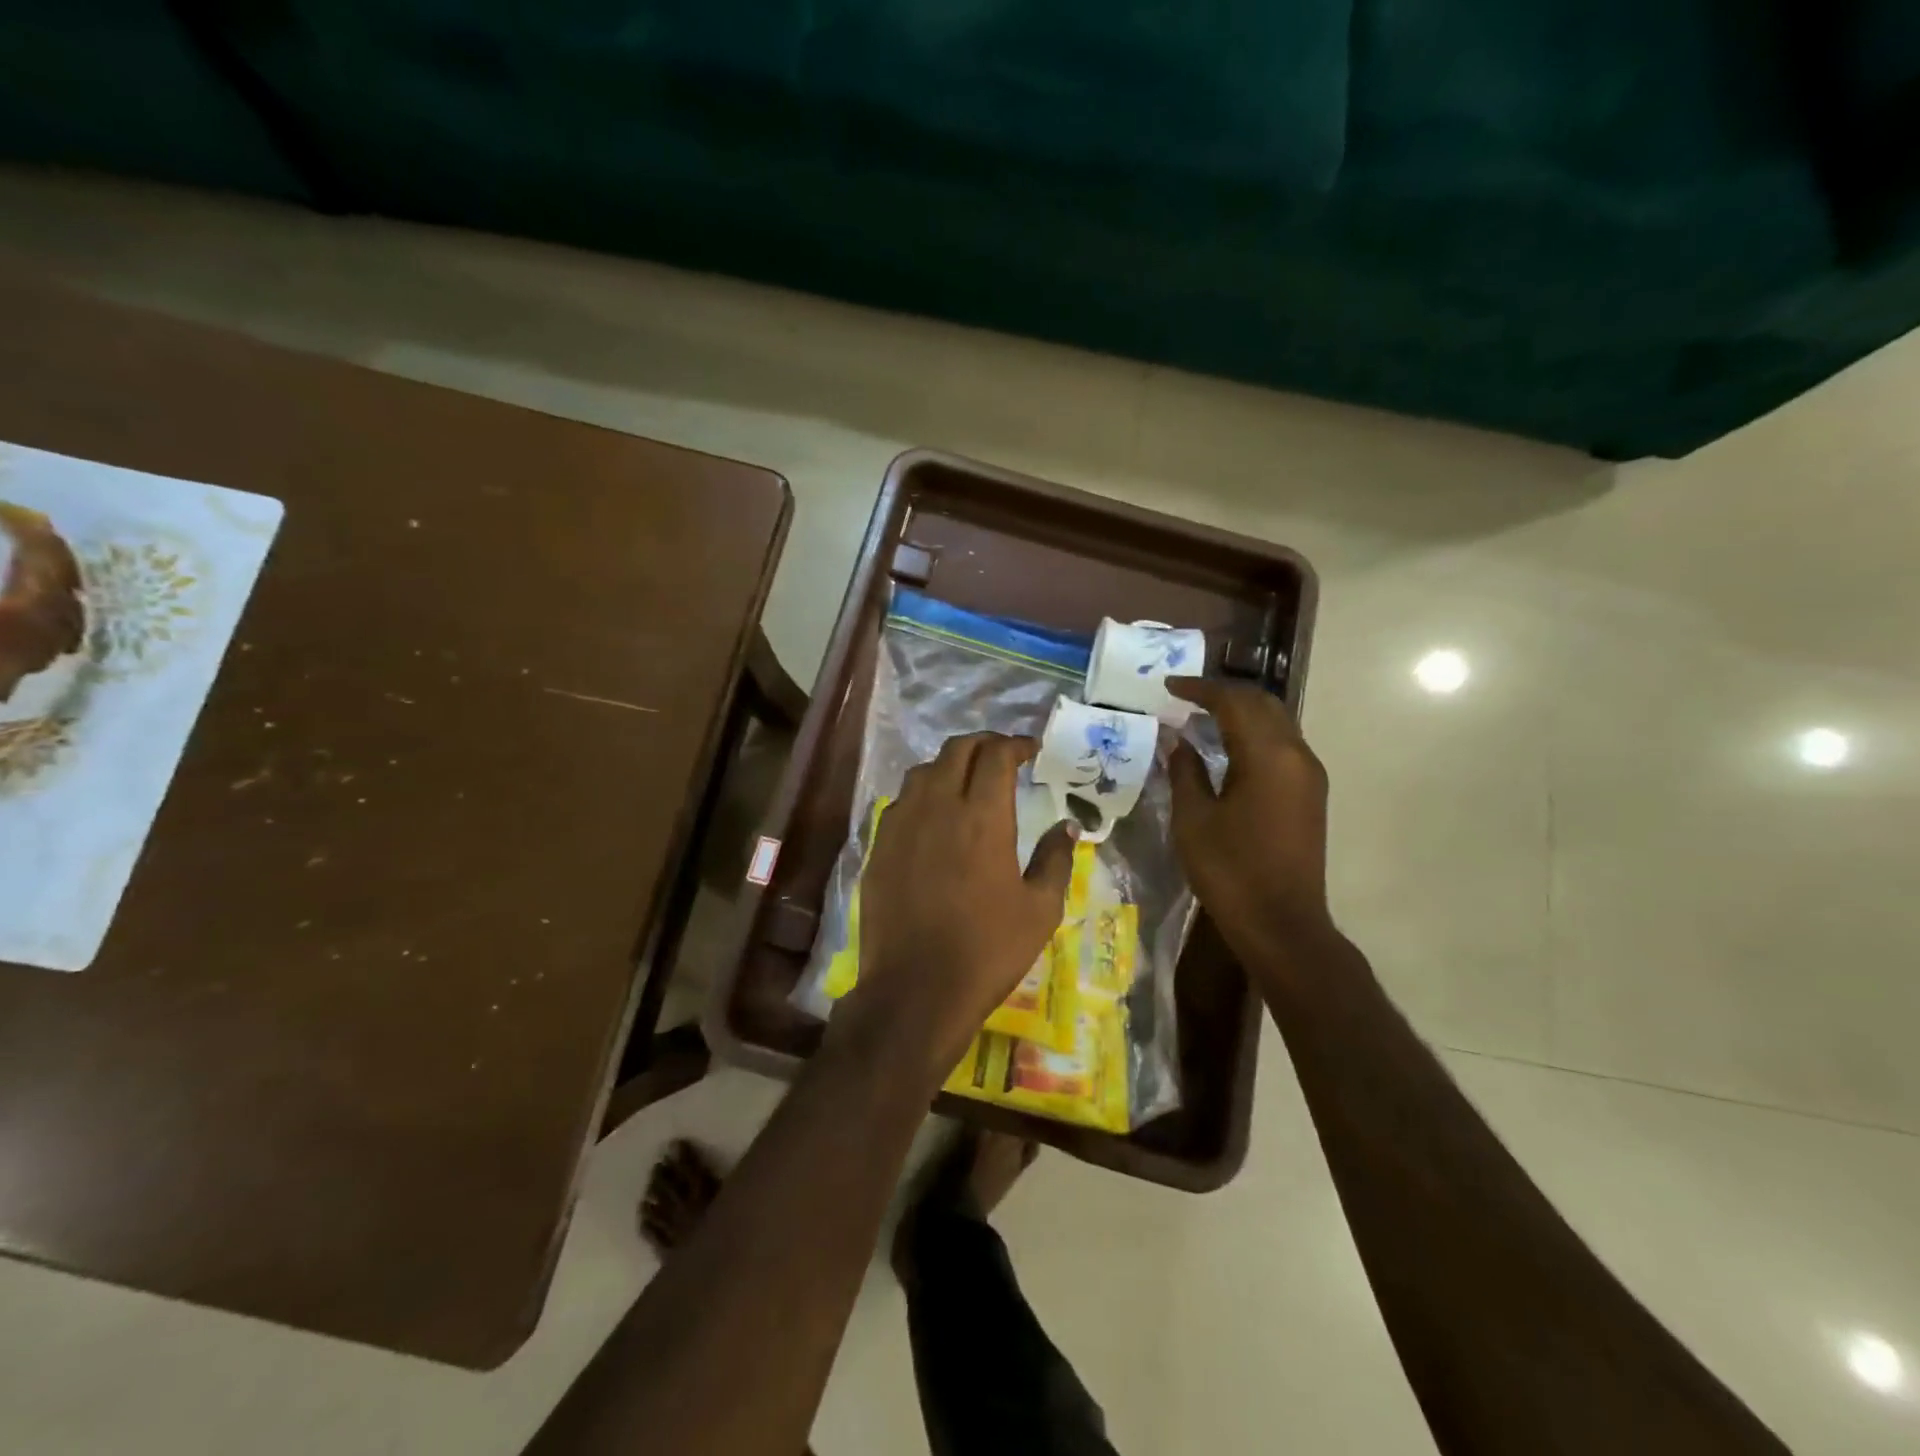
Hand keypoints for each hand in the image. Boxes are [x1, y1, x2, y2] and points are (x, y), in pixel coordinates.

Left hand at [837, 731, 1075, 1078]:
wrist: (915, 989)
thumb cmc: (987, 950)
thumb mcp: (1040, 909)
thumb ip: (1056, 859)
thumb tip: (1067, 827)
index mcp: (982, 817)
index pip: (996, 755)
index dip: (1015, 745)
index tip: (1030, 750)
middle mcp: (938, 807)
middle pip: (957, 750)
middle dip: (983, 744)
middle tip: (1002, 757)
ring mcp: (901, 824)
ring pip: (923, 771)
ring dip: (950, 765)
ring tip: (967, 781)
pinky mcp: (879, 846)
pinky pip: (901, 802)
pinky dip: (923, 794)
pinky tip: (933, 817)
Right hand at [1166, 678, 1333, 964]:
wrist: (1281, 923)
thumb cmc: (1230, 870)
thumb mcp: (1193, 819)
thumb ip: (1184, 771)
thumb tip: (1177, 740)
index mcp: (1268, 756)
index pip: (1234, 702)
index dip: (1199, 689)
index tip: (1168, 686)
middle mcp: (1297, 755)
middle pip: (1262, 704)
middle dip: (1224, 694)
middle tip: (1185, 696)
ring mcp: (1309, 775)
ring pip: (1276, 723)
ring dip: (1240, 713)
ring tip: (1201, 717)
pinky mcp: (1310, 794)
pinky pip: (1281, 745)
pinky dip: (1253, 734)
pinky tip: (1226, 748)